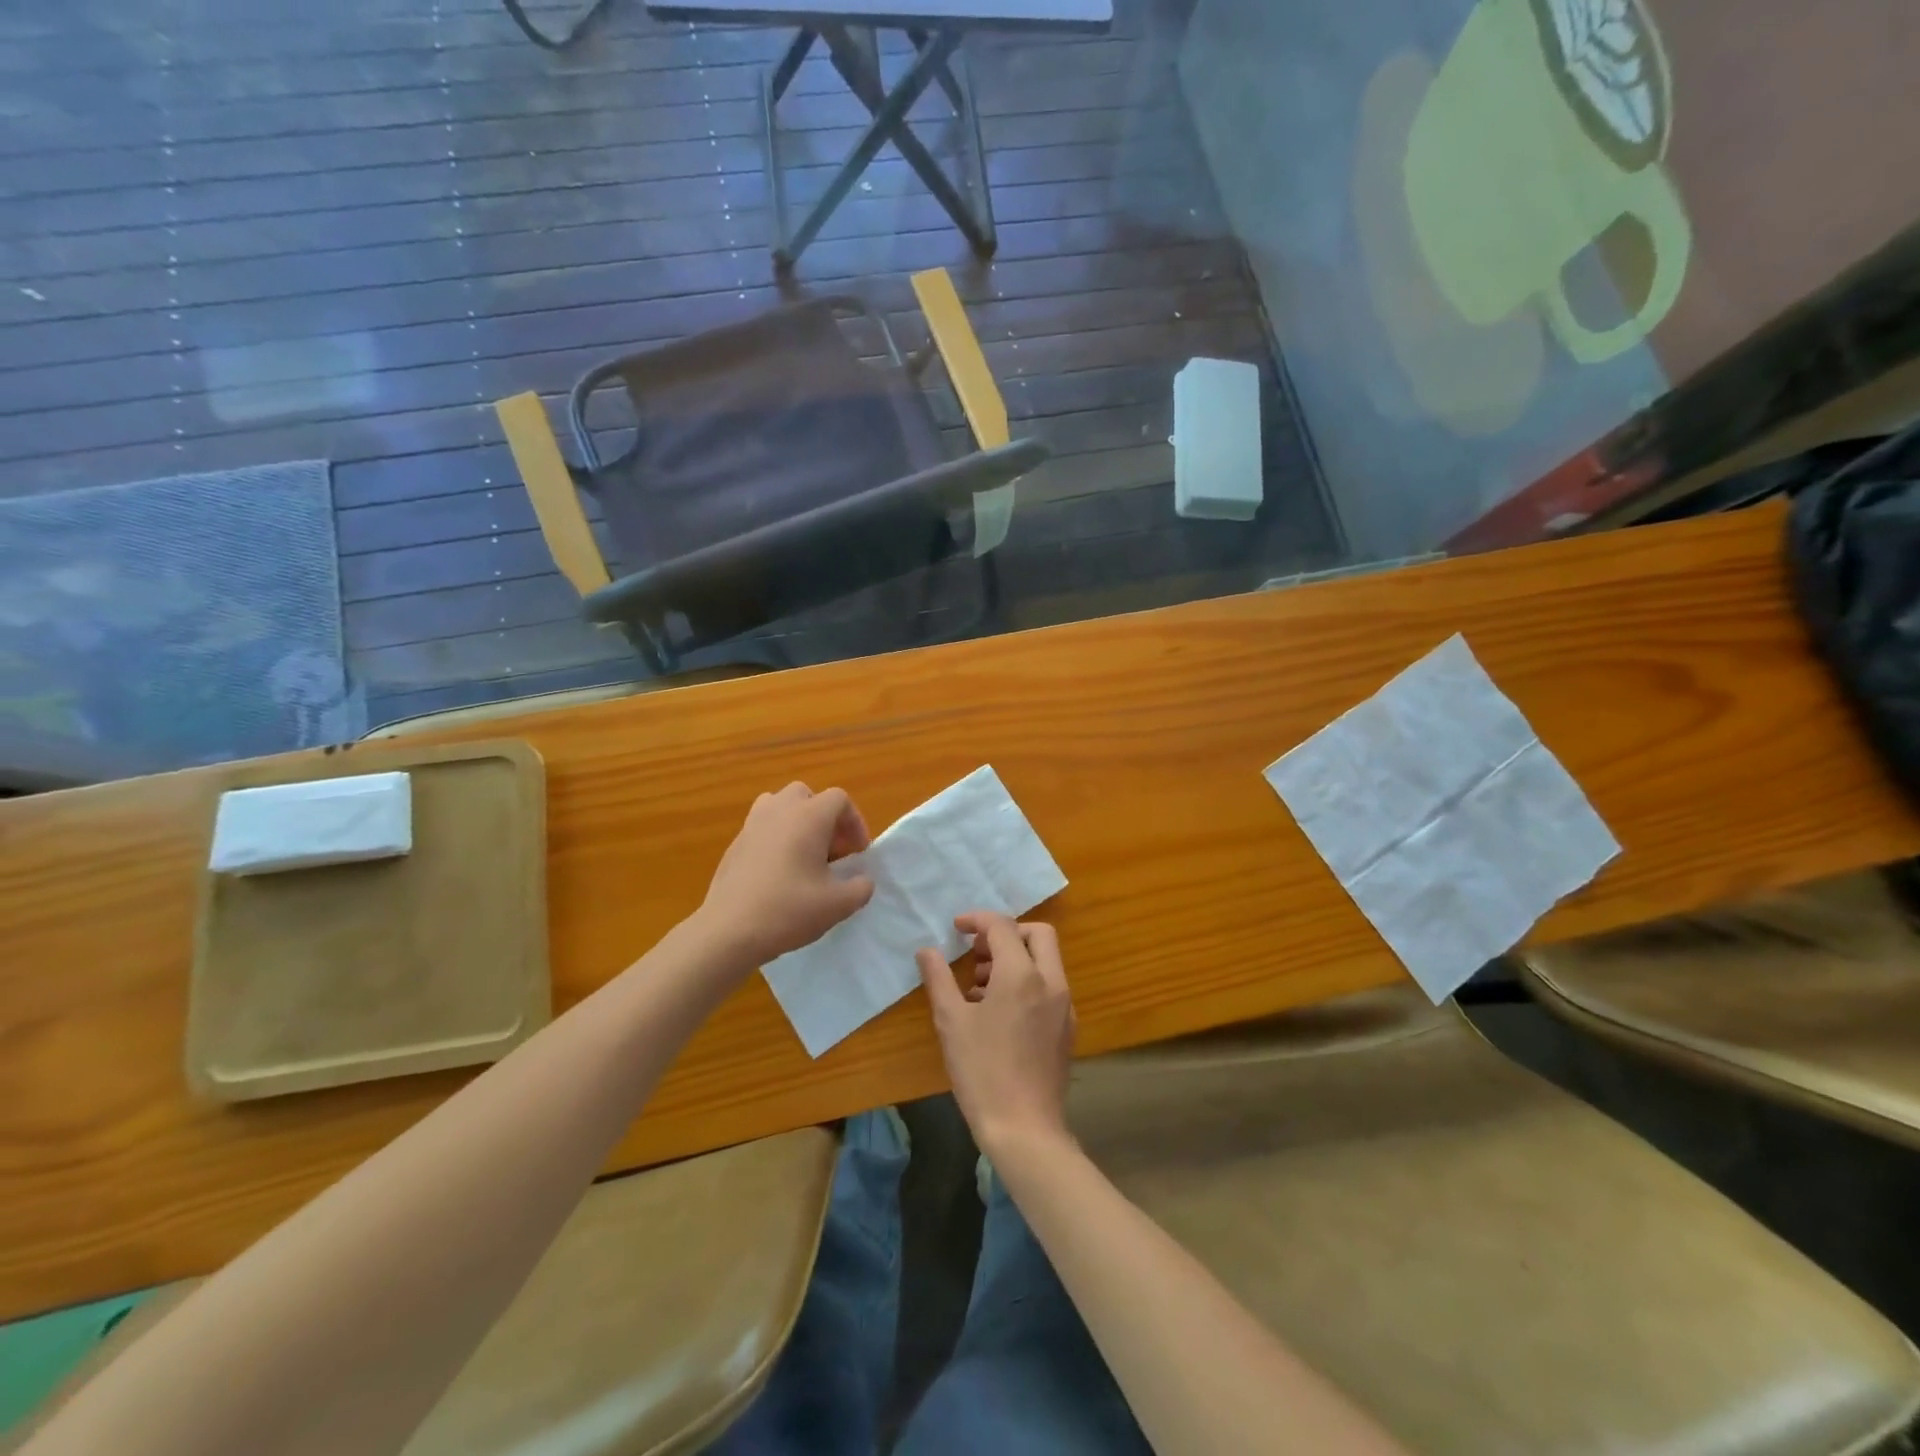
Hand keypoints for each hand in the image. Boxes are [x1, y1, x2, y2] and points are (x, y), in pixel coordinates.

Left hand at [700, 783, 874, 966]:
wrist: (729, 931)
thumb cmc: (789, 910)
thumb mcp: (839, 905)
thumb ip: (861, 887)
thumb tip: (862, 880)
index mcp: (808, 817)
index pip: (839, 799)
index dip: (854, 823)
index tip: (857, 854)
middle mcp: (779, 810)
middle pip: (807, 796)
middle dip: (824, 818)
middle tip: (831, 850)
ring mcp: (752, 825)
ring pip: (779, 806)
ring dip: (796, 823)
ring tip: (803, 855)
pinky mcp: (734, 844)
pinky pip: (761, 828)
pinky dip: (775, 839)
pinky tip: (777, 874)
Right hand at [917, 912, 1076, 1157]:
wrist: (1025, 1129)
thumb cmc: (982, 1071)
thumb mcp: (951, 1022)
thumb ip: (939, 979)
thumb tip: (926, 951)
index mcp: (1022, 974)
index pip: (1003, 926)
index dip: (977, 920)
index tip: (956, 928)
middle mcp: (1051, 981)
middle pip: (1037, 933)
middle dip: (1006, 933)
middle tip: (976, 953)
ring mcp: (1065, 1005)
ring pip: (1046, 960)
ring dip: (1016, 958)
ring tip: (979, 987)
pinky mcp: (1067, 1028)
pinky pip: (1049, 986)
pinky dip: (1027, 981)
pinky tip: (998, 1012)